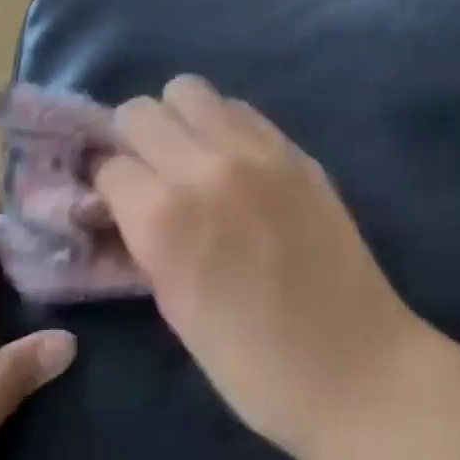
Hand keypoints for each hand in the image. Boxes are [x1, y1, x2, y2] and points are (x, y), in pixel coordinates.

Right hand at [93, 75, 423, 459]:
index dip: (105, 184)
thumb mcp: (173, 306)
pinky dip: (222, 124)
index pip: (108, 164)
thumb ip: (142, 239)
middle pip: (140, 110)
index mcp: (164, 217)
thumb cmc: (251, 364)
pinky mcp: (295, 150)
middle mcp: (204, 167)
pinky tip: (233, 161)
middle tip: (146, 172)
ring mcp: (256, 151)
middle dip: (131, 139)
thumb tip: (119, 203)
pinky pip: (241, 110)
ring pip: (189, 90)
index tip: (112, 199)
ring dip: (176, 119)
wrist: (355, 369)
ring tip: (188, 155)